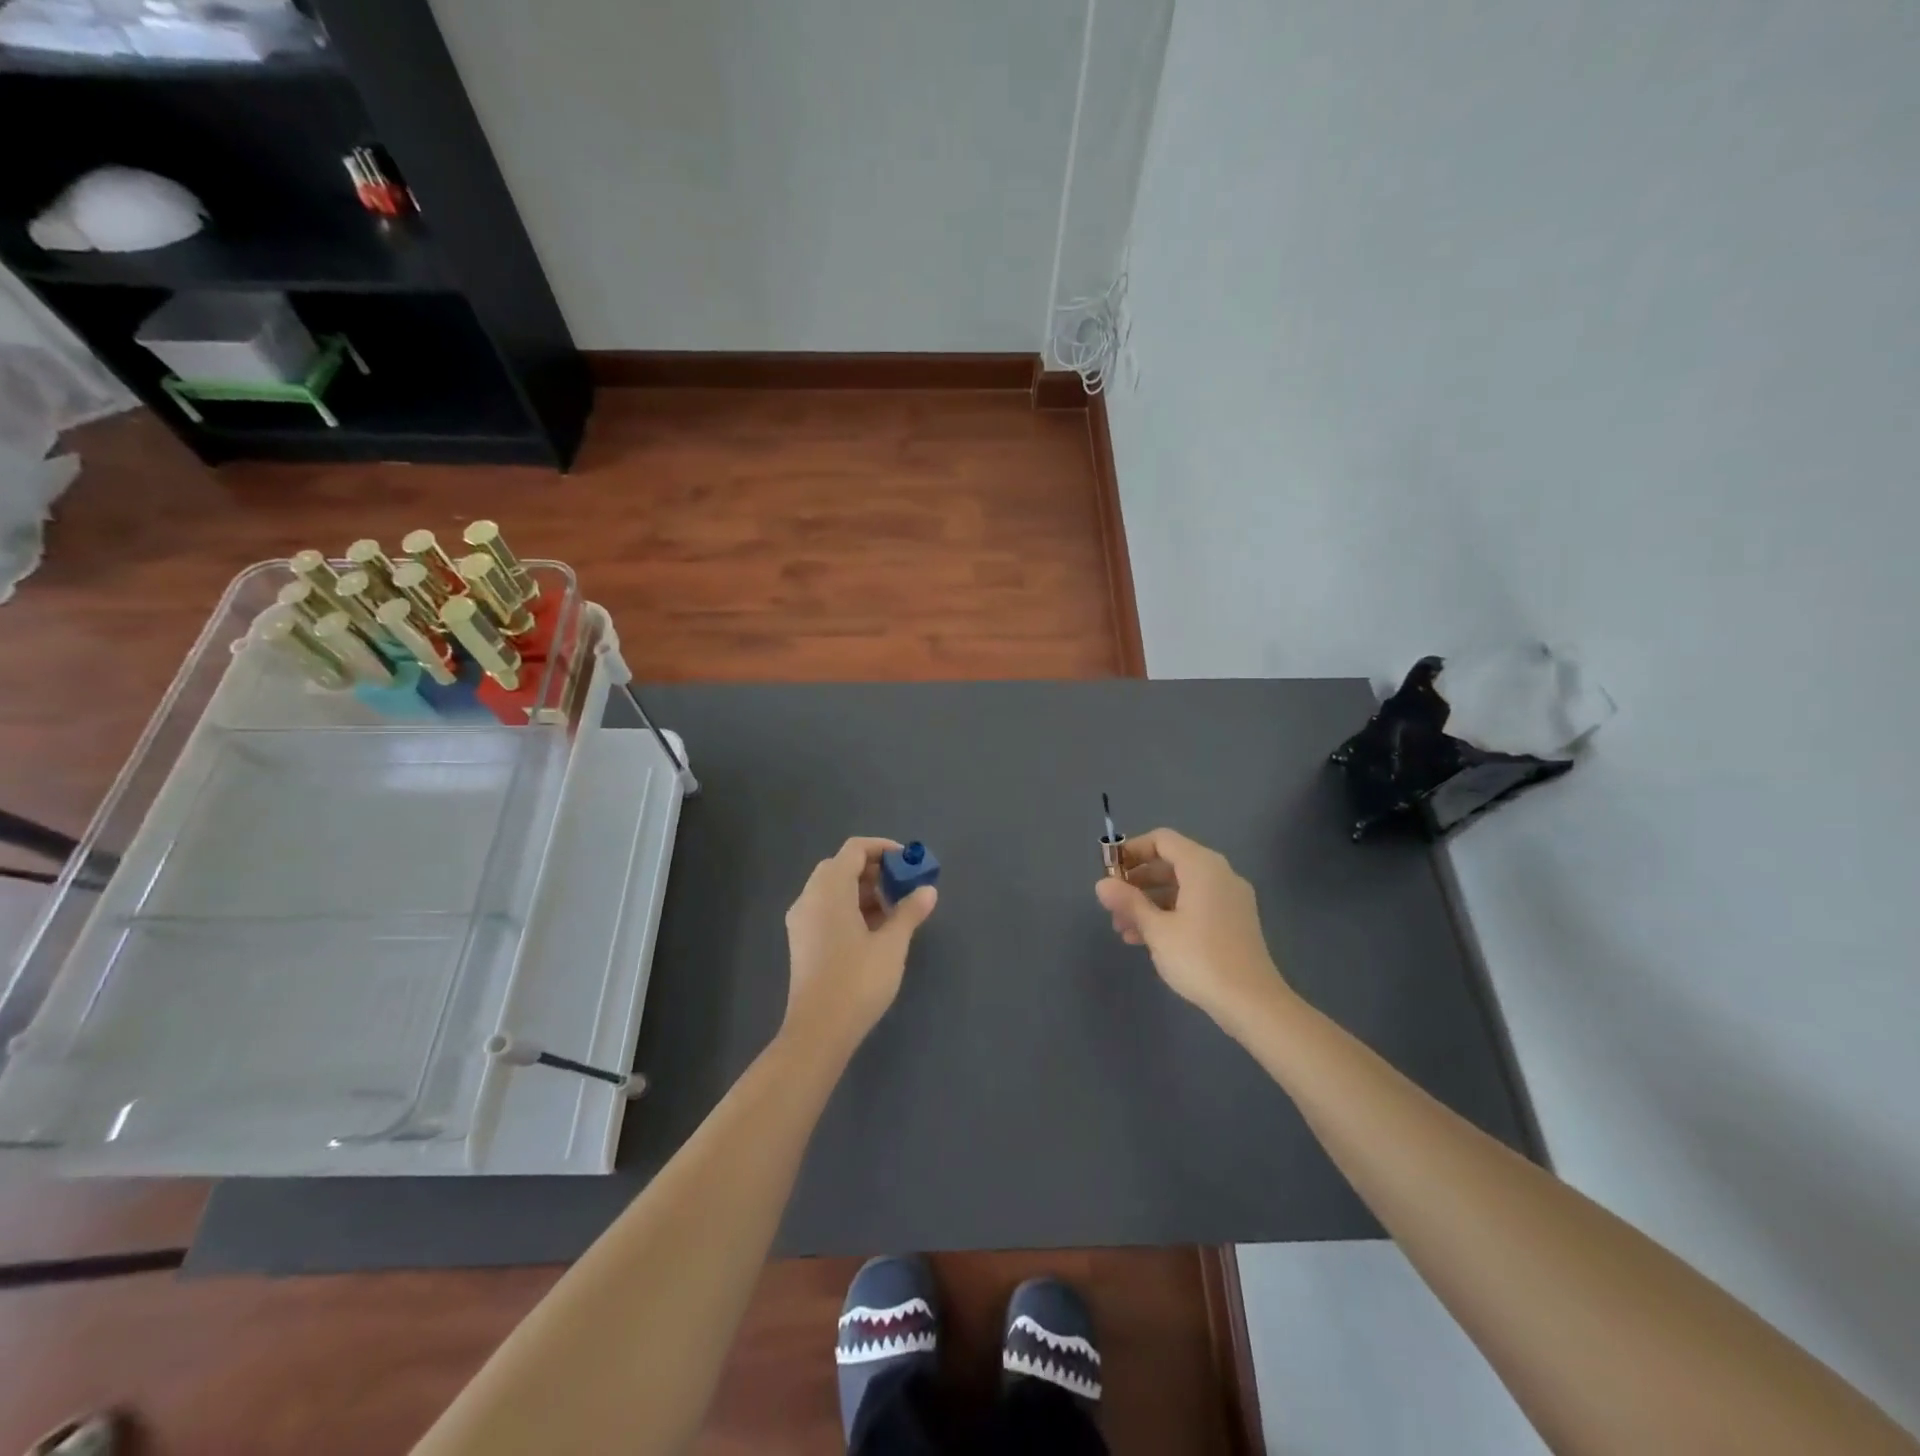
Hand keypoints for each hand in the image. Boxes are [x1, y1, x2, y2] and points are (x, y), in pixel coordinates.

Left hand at [782, 837, 937, 1056]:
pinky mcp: (802, 941)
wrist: (818, 1031)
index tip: (908, 863)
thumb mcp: (892, 944)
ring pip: (833, 889)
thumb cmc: (857, 981)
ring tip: (894, 911)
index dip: (883, 849)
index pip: (854, 849)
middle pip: (841, 866)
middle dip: (874, 871)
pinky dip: (850, 908)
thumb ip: (910, 911)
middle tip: (902, 887)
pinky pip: (826, 908)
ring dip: (863, 891)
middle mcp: (809, 897)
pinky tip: (874, 930)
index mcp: (829, 889)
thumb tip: (928, 890)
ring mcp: (802, 920)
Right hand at [1094, 828, 1289, 1029]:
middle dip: (1138, 881)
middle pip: (1171, 863)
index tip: (1109, 871)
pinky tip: (1147, 940)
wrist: (1252, 1003)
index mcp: (1203, 866)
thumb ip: (1128, 902)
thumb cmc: (1200, 958)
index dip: (1132, 850)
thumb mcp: (1156, 929)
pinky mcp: (1234, 921)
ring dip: (1150, 901)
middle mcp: (1219, 874)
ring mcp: (1230, 898)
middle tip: (1113, 904)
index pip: (1162, 840)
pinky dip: (1170, 913)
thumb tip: (1101, 884)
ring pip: (1181, 887)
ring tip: (1123, 928)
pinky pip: (1195, 904)